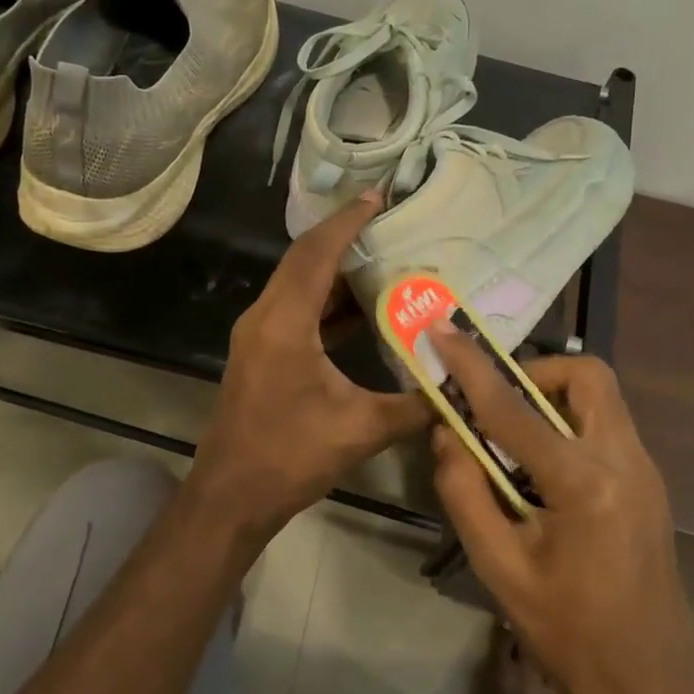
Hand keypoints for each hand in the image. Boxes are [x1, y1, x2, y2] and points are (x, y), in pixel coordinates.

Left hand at [189, 194, 431, 537]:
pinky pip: (296, 309)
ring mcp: (258, 334)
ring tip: (382, 259)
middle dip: (343, 236)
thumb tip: (462, 391)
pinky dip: (327, 301)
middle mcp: (265, 317)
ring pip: (298, 285)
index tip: (379, 196)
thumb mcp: (360, 429)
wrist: (230, 496)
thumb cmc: (289, 457)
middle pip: (303, 260)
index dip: (348, 221)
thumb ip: (415, 406)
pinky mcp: (261, 352)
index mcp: (284, 323)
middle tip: (387, 222)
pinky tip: (361, 309)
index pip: (317, 253)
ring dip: (335, 270)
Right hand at [426, 329, 693, 693]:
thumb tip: (447, 434)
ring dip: (552, 399)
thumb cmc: (568, 633)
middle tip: (495, 404)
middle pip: (587, 377)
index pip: (514, 408)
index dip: (471, 367)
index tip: (443, 332)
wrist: (650, 689)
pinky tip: (542, 472)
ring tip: (512, 440)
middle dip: (535, 373)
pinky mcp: (650, 486)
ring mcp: (646, 472)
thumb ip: (464, 491)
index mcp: (585, 482)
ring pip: (601, 399)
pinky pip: (606, 428)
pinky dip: (568, 426)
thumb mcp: (499, 567)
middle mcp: (626, 461)